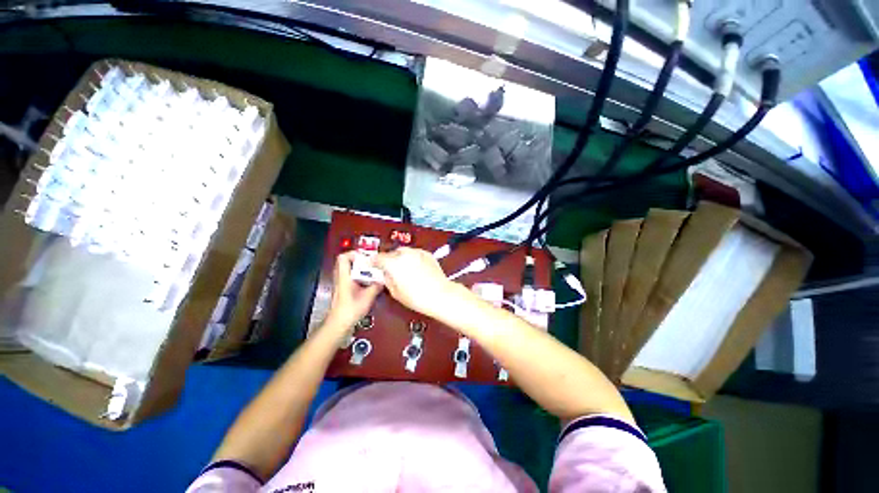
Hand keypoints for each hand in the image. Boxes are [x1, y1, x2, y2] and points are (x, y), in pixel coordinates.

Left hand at [323, 251, 381, 334]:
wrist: (339, 324)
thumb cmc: (351, 309)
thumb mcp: (368, 296)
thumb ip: (376, 286)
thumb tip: (384, 279)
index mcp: (344, 276)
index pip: (343, 257)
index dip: (354, 253)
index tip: (366, 257)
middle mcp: (340, 278)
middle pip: (346, 262)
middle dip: (359, 260)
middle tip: (370, 263)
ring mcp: (340, 284)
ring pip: (348, 270)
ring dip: (359, 268)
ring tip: (371, 271)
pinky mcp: (342, 290)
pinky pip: (350, 277)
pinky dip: (358, 276)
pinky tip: (367, 282)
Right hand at [372, 247, 454, 317]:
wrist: (440, 294)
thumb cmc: (419, 297)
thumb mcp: (395, 292)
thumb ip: (387, 279)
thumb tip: (386, 275)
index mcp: (393, 263)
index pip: (378, 258)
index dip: (372, 262)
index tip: (371, 264)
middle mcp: (405, 254)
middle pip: (391, 253)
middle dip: (389, 261)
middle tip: (389, 271)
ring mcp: (417, 253)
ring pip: (403, 252)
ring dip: (401, 259)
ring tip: (404, 271)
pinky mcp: (426, 254)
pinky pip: (414, 254)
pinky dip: (412, 258)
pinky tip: (414, 269)